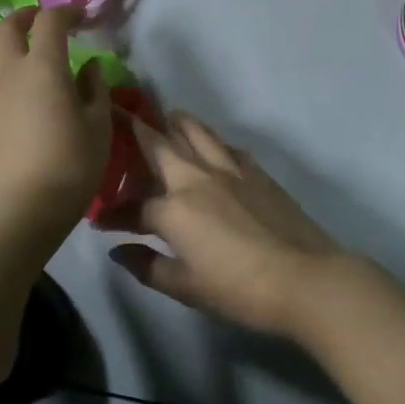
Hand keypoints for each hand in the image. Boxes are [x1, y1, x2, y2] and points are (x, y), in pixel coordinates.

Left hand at [0, 6, 111, 237]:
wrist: (25, 205)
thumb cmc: (71, 163)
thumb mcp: (99, 125)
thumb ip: (94, 89)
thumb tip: (89, 67)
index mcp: (44, 67)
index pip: (49, 21)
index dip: (66, 11)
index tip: (83, 17)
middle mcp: (12, 72)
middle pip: (7, 27)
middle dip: (26, 15)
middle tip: (44, 20)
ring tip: (10, 37)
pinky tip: (14, 77)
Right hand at [108, 111, 348, 337]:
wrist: (303, 277)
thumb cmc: (239, 288)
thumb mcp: (186, 287)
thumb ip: (147, 266)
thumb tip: (118, 250)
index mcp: (174, 208)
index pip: (133, 207)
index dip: (114, 214)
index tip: (100, 222)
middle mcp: (196, 178)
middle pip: (161, 146)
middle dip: (137, 130)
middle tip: (122, 114)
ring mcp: (230, 171)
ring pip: (198, 134)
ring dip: (178, 123)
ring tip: (169, 115)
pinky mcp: (257, 173)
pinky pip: (228, 148)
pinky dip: (214, 142)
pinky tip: (215, 148)